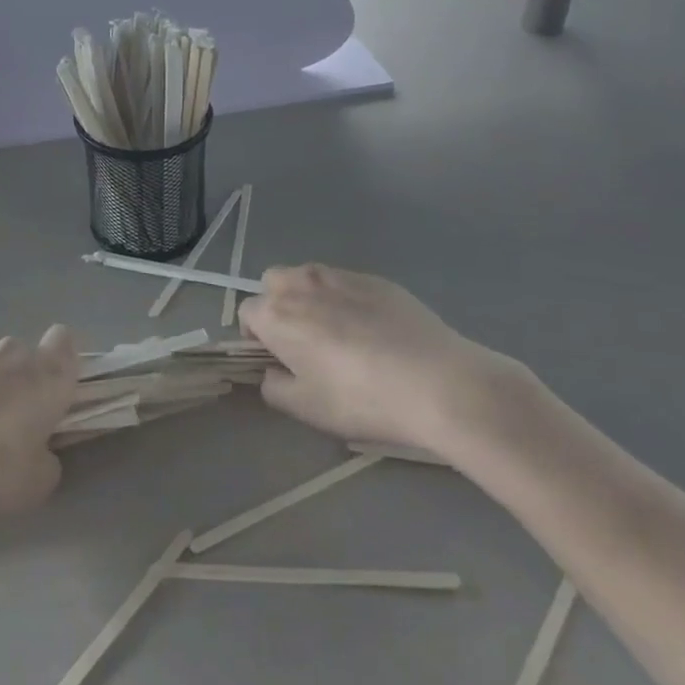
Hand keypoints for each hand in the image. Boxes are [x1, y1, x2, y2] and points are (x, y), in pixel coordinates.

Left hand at [0, 326, 79, 522]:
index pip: (66, 344)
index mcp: (47, 377)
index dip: (60, 367)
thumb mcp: (36, 484)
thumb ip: (49, 455)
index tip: (48, 399)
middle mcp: (13, 352)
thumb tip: (38, 444)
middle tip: (4, 426)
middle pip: (25, 358)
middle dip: (20, 384)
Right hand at [239, 265, 528, 457]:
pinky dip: (347, 299)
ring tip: (339, 333)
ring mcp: (340, 276)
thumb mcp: (306, 408)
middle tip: (302, 341)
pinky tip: (373, 331)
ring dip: (310, 297)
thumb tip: (272, 372)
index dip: (256, 337)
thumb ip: (274, 387)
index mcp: (276, 314)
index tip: (277, 360)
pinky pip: (346, 283)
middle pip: (273, 283)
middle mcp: (302, 284)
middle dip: (278, 305)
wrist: (437, 382)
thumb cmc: (361, 398)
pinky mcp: (376, 278)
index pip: (246, 312)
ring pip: (309, 277)